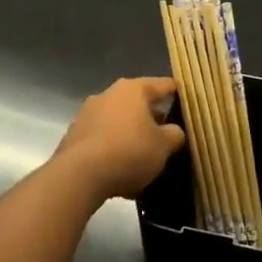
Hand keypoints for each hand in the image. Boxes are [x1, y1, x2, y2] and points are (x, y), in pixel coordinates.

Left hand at [53, 77, 186, 199]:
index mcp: (133, 90)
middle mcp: (108, 95)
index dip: (177, 93)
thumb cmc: (129, 151)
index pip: (162, 85)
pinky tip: (122, 171)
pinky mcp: (73, 137)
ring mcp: (86, 115)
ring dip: (131, 135)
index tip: (187, 100)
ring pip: (118, 122)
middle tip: (166, 135)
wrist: (78, 176)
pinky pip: (102, 140)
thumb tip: (173, 131)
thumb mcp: (164, 146)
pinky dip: (114, 150)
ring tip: (144, 158)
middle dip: (152, 118)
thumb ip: (174, 135)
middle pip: (138, 103)